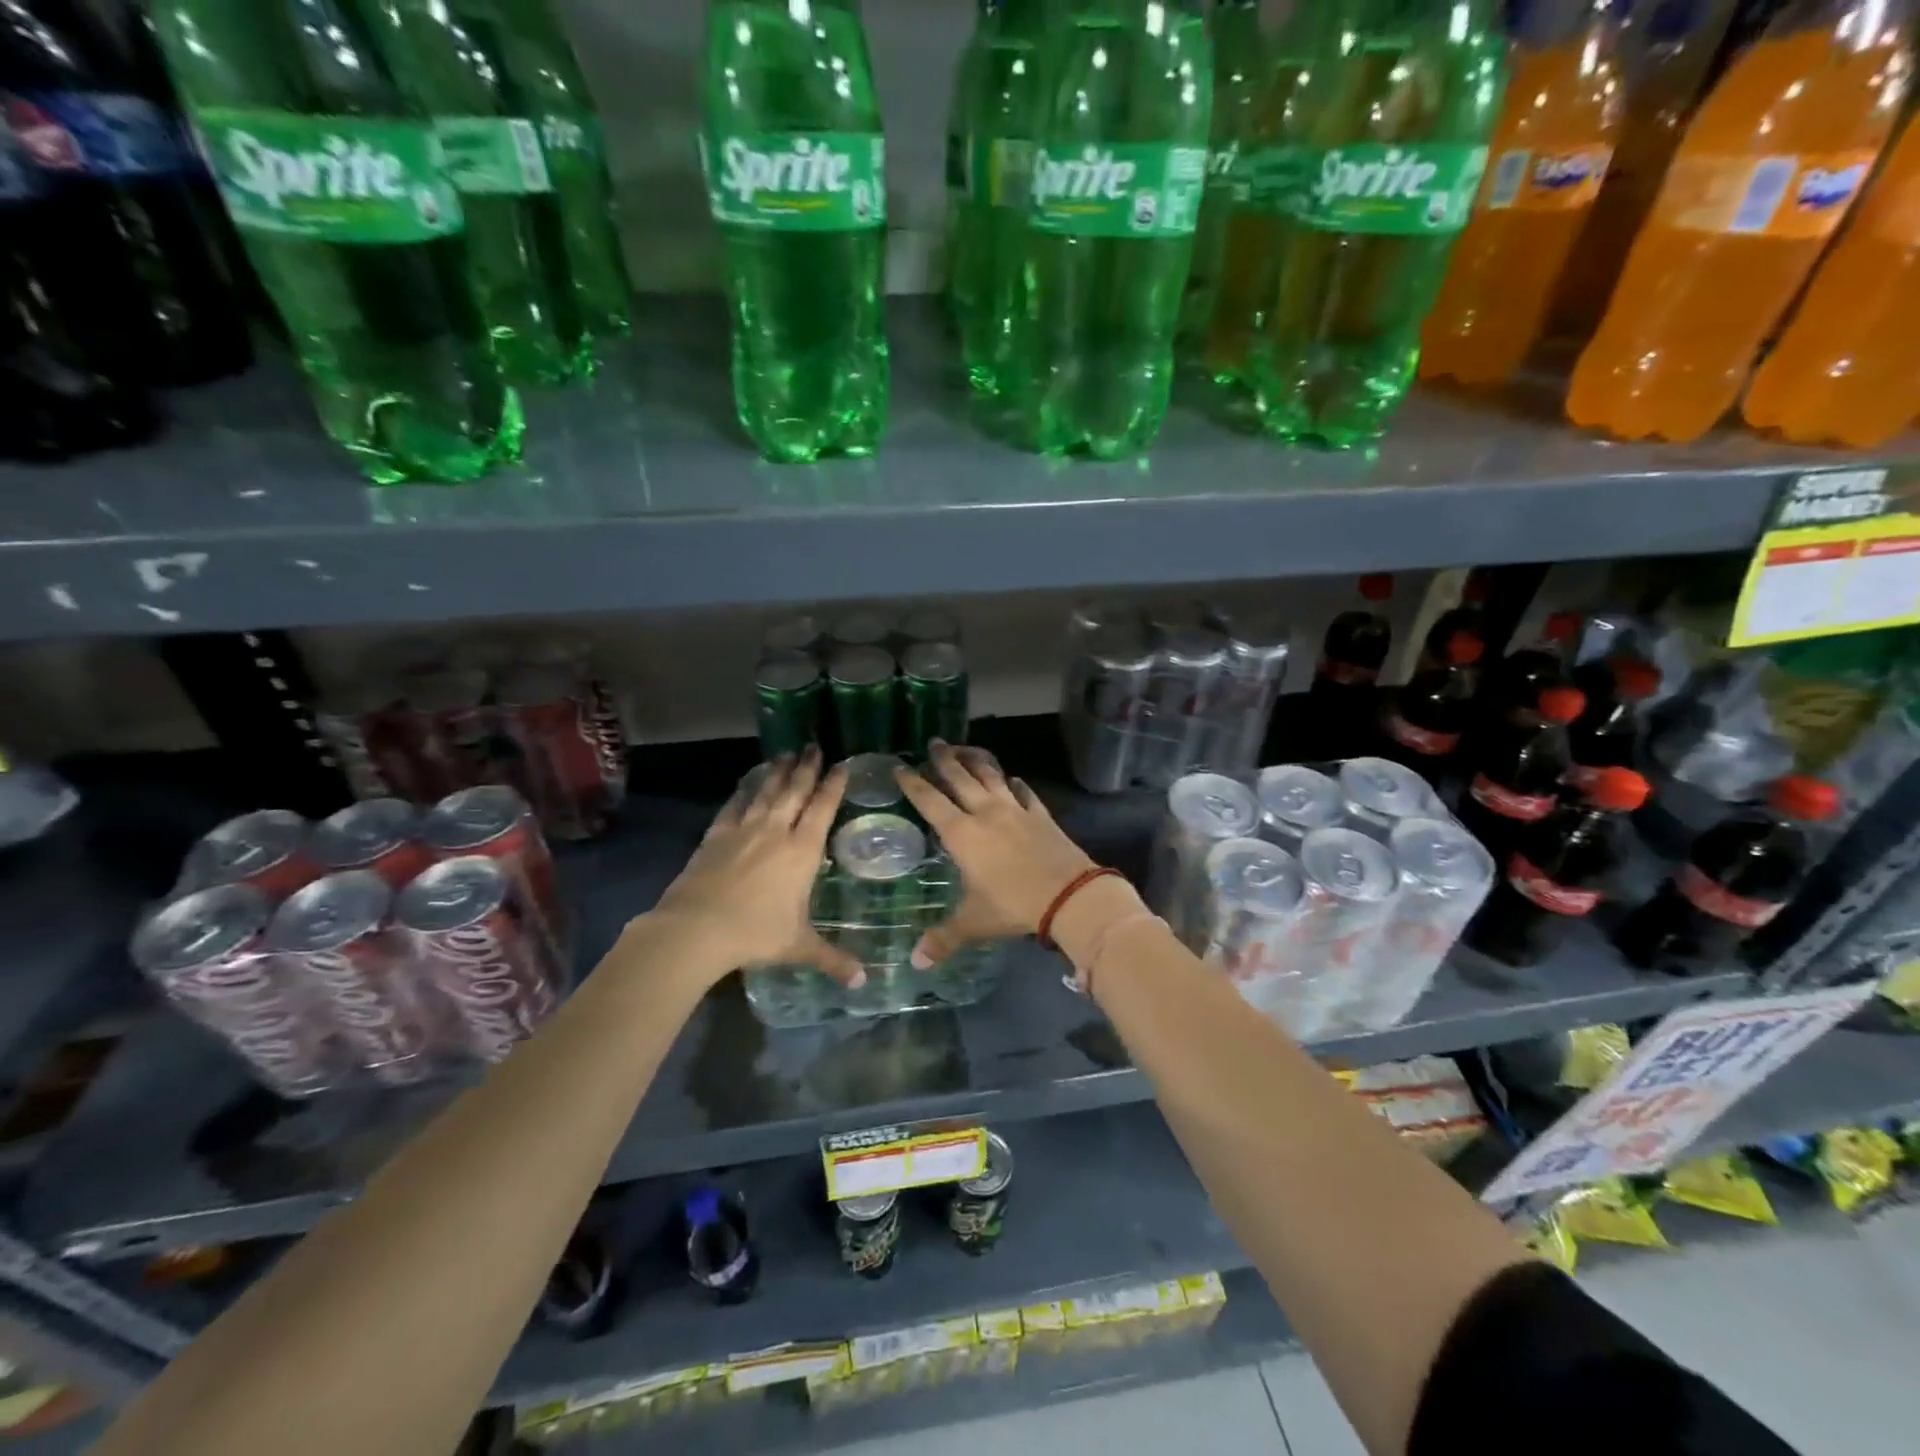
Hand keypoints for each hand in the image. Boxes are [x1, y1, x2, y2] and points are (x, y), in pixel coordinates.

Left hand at [651, 747, 864, 988]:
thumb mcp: (799, 946)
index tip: (842, 764)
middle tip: (813, 745)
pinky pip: (734, 805)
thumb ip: (832, 959)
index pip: (823, 808)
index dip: (834, 784)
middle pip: (794, 790)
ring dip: (777, 771)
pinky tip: (746, 784)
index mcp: (802, 851)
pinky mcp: (715, 836)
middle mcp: (775, 831)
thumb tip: (863, 983)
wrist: (696, 929)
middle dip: (806, 767)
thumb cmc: (755, 933)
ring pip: (765, 791)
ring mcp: (743, 830)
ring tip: (785, 754)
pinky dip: (743, 791)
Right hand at [893, 741, 1097, 966]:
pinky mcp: (1041, 815)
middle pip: (960, 779)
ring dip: (977, 761)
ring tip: (966, 748)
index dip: (913, 784)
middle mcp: (985, 813)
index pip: (930, 801)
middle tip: (934, 743)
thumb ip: (943, 938)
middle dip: (944, 760)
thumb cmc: (1013, 905)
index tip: (900, 767)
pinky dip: (1016, 784)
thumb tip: (915, 962)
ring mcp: (1016, 810)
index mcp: (962, 834)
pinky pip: (1025, 793)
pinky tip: (1014, 779)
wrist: (1069, 895)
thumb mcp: (973, 922)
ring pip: (992, 776)